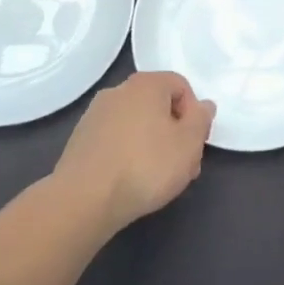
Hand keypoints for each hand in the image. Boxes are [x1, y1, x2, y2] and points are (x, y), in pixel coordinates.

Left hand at [54, 72, 214, 233]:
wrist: (84, 200)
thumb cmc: (146, 166)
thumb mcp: (190, 143)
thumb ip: (201, 119)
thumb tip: (203, 105)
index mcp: (146, 84)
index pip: (181, 86)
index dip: (194, 114)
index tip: (194, 143)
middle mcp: (118, 90)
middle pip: (158, 104)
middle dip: (174, 131)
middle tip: (182, 165)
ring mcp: (95, 114)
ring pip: (136, 123)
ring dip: (152, 143)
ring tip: (157, 178)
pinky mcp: (80, 139)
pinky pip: (115, 139)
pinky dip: (128, 152)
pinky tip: (130, 180)